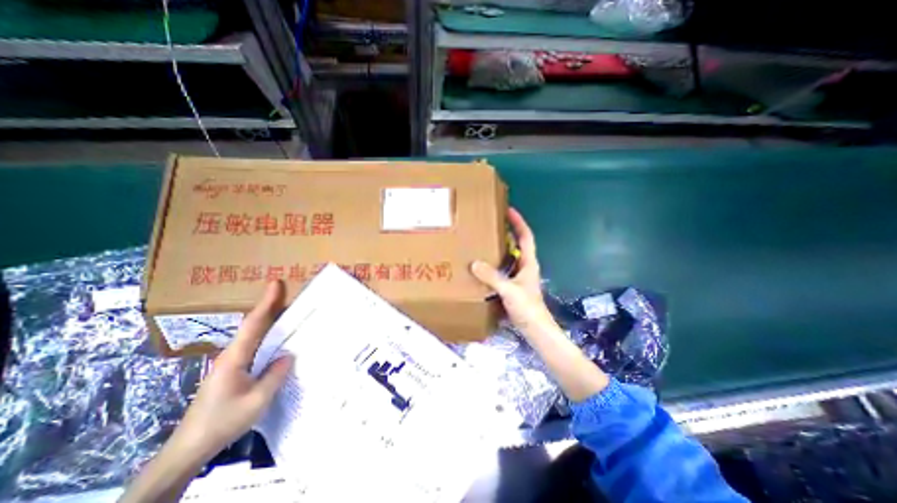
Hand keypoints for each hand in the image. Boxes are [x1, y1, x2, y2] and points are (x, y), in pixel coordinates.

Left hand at [170, 278, 293, 463]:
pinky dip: (269, 336)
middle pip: (254, 324)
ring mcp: (232, 363)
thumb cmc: (223, 422)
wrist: (189, 448)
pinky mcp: (234, 371)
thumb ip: (275, 375)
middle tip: (291, 293)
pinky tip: (280, 339)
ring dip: (271, 320)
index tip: (276, 283)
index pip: (254, 323)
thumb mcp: (257, 400)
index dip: (266, 302)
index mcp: (235, 357)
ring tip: (290, 310)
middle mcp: (232, 354)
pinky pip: (255, 347)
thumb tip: (289, 354)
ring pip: (255, 335)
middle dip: (271, 306)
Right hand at [471, 208, 608, 400]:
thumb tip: (474, 263)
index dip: (519, 222)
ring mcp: (519, 277)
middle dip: (507, 232)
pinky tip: (483, 267)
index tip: (509, 210)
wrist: (536, 331)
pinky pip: (503, 270)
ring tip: (484, 242)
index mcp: (528, 263)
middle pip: (518, 244)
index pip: (526, 236)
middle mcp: (525, 267)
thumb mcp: (509, 290)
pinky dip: (495, 265)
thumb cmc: (528, 309)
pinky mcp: (513, 287)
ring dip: (500, 249)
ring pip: (509, 257)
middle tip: (491, 224)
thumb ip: (492, 277)